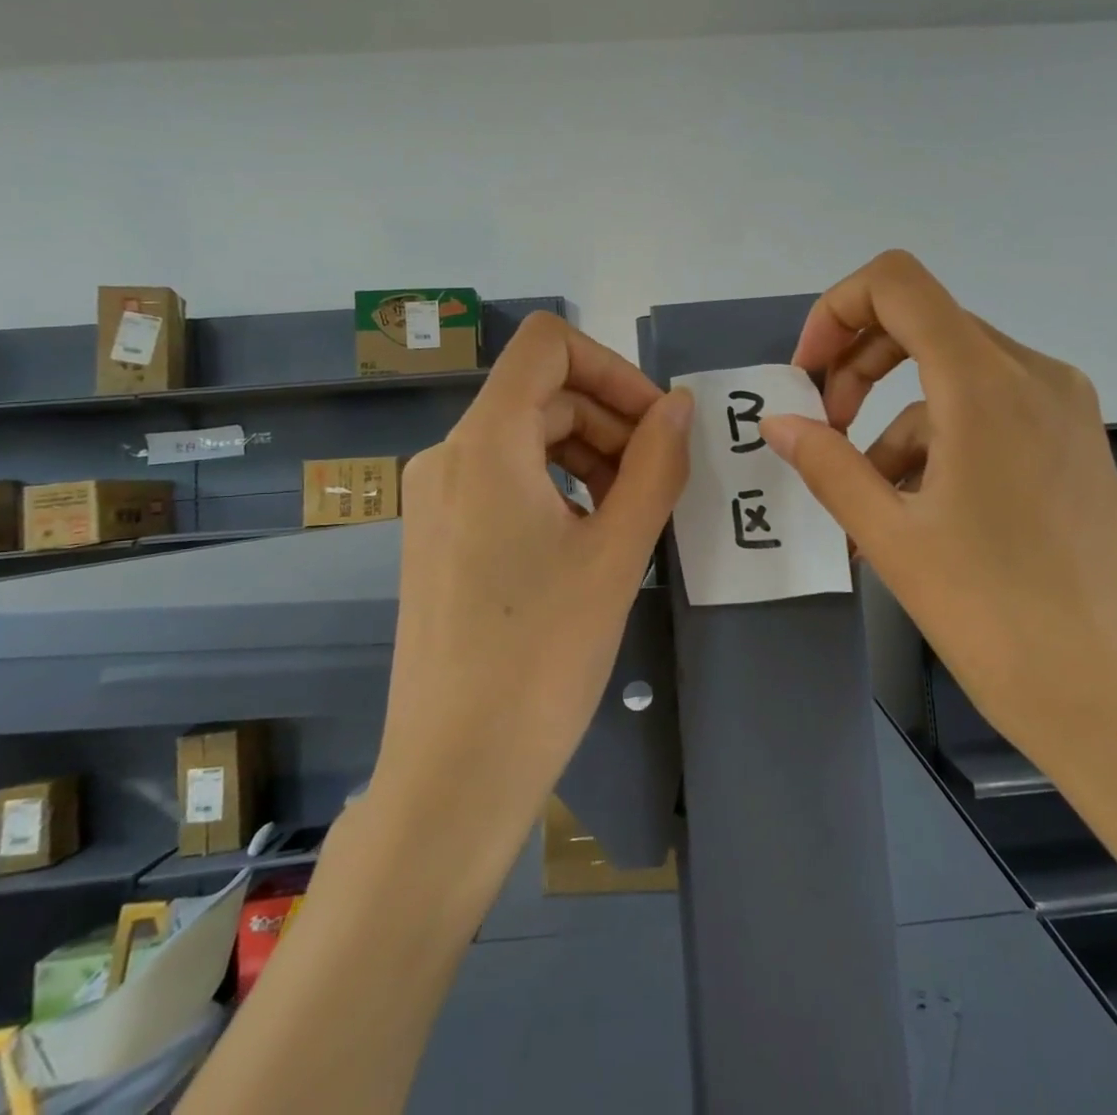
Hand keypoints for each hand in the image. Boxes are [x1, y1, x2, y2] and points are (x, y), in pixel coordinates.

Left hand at [375, 313, 691, 830]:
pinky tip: (592, 537)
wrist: (455, 773)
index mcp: (484, 445)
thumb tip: (680, 406)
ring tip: (634, 513)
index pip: (547, 344)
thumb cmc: (542, 658)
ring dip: (591, 455)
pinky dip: (559, 486)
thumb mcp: (617, 553)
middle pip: (543, 395)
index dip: (613, 366)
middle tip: (662, 480)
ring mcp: (437, 498)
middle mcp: (449, 456)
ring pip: (527, 438)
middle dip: (612, 422)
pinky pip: (508, 479)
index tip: (658, 422)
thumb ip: (656, 465)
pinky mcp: (439, 536)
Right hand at [759, 251, 1116, 814]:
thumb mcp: (893, 539)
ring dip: (896, 422)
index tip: (808, 376)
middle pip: (924, 326)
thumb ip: (829, 466)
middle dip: (859, 368)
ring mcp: (1064, 410)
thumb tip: (779, 423)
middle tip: (825, 432)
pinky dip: (940, 444)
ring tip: (868, 501)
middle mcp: (1034, 375)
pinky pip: (989, 415)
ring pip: (953, 379)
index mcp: (986, 383)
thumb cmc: (1000, 620)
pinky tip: (920, 514)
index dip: (836, 311)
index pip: (897, 284)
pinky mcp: (1075, 446)